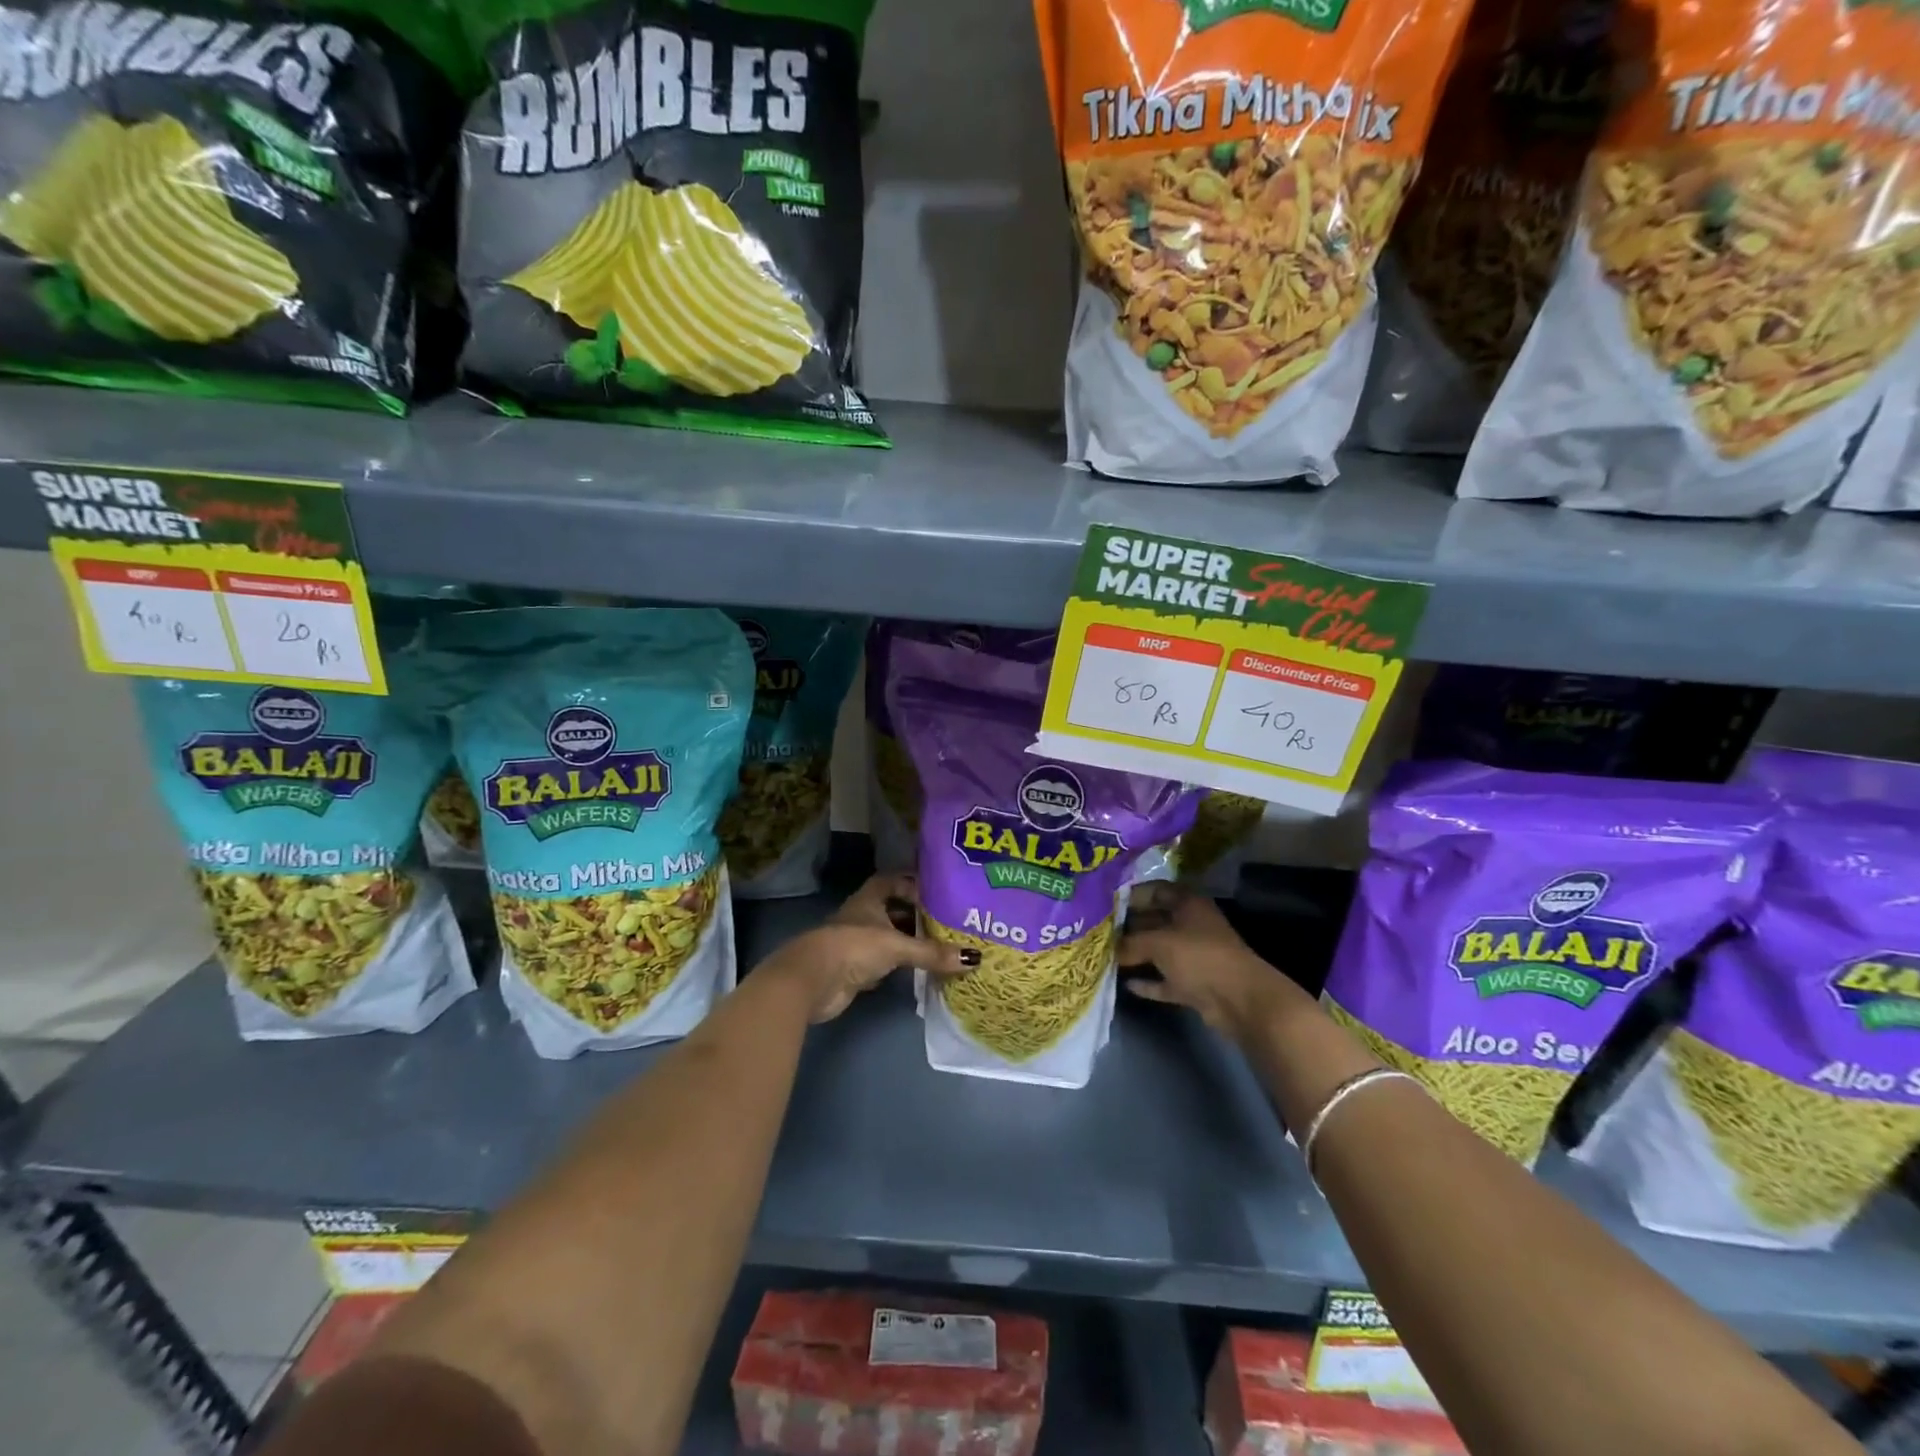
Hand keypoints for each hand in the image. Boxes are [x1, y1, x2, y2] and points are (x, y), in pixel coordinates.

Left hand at [762, 873, 976, 1022]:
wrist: (812, 981)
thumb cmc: (853, 947)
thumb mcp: (897, 946)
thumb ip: (932, 952)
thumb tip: (973, 958)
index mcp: (869, 900)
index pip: (891, 881)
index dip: (912, 883)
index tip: (937, 891)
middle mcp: (862, 917)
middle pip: (893, 911)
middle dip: (917, 915)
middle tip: (948, 921)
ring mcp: (857, 944)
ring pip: (889, 938)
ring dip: (910, 942)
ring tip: (942, 946)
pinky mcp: (855, 970)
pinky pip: (884, 963)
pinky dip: (901, 966)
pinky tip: (920, 970)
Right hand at [1117, 881, 1297, 1037]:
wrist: (1240, 1000)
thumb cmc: (1199, 957)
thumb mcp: (1158, 943)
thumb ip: (1130, 943)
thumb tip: (1108, 948)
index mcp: (1188, 904)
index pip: (1155, 890)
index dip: (1131, 895)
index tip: (1104, 903)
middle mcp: (1192, 925)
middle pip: (1155, 920)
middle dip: (1129, 926)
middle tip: (1099, 932)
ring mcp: (1195, 956)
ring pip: (1160, 951)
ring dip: (1137, 955)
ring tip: (1106, 956)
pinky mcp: (1195, 983)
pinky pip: (1166, 979)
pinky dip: (1150, 982)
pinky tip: (1126, 984)